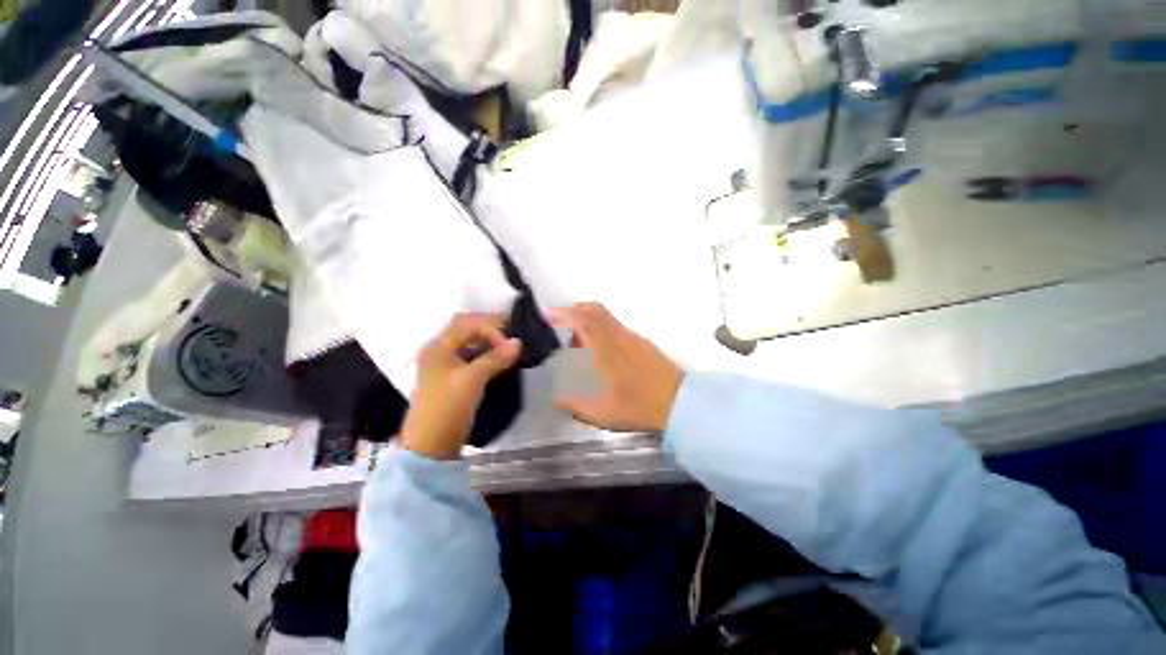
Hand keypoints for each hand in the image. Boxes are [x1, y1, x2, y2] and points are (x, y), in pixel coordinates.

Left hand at [399, 314, 521, 459]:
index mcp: (438, 346)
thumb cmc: (448, 407)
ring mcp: (444, 364)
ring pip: (468, 342)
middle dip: (489, 328)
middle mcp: (439, 350)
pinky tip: (498, 358)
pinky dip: (485, 353)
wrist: (431, 444)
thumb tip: (519, 342)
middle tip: (512, 333)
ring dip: (488, 341)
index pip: (467, 323)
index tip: (508, 344)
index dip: (490, 328)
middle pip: (466, 328)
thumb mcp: (472, 380)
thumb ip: (495, 358)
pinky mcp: (451, 376)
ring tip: (508, 345)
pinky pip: (470, 356)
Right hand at [551, 303, 683, 433]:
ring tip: (583, 348)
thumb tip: (556, 396)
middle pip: (594, 310)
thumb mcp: (595, 409)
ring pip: (606, 319)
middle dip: (575, 312)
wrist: (675, 402)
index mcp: (603, 345)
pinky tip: (604, 356)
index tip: (548, 315)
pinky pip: (617, 329)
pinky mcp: (643, 344)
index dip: (561, 313)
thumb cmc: (632, 403)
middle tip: (564, 327)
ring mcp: (632, 338)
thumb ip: (571, 401)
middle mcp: (617, 335)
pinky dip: (604, 333)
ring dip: (590, 324)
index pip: (579, 318)